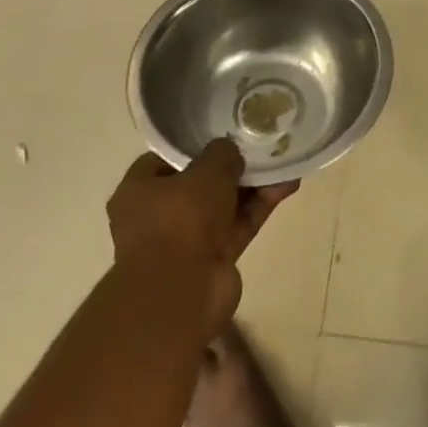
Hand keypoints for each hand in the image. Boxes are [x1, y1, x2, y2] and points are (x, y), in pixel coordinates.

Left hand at [106, 138, 298, 336]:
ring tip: (283, 160)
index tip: (222, 133)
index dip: (195, 145)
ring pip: (224, 204)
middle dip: (231, 167)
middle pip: (199, 183)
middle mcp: (158, 216)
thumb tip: (230, 152)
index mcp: (139, 191)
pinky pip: (239, 224)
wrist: (183, 292)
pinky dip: (260, 206)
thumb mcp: (206, 170)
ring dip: (252, 185)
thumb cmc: (181, 219)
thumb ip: (222, 153)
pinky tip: (288, 183)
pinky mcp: (214, 259)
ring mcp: (186, 240)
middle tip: (258, 145)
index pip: (166, 160)